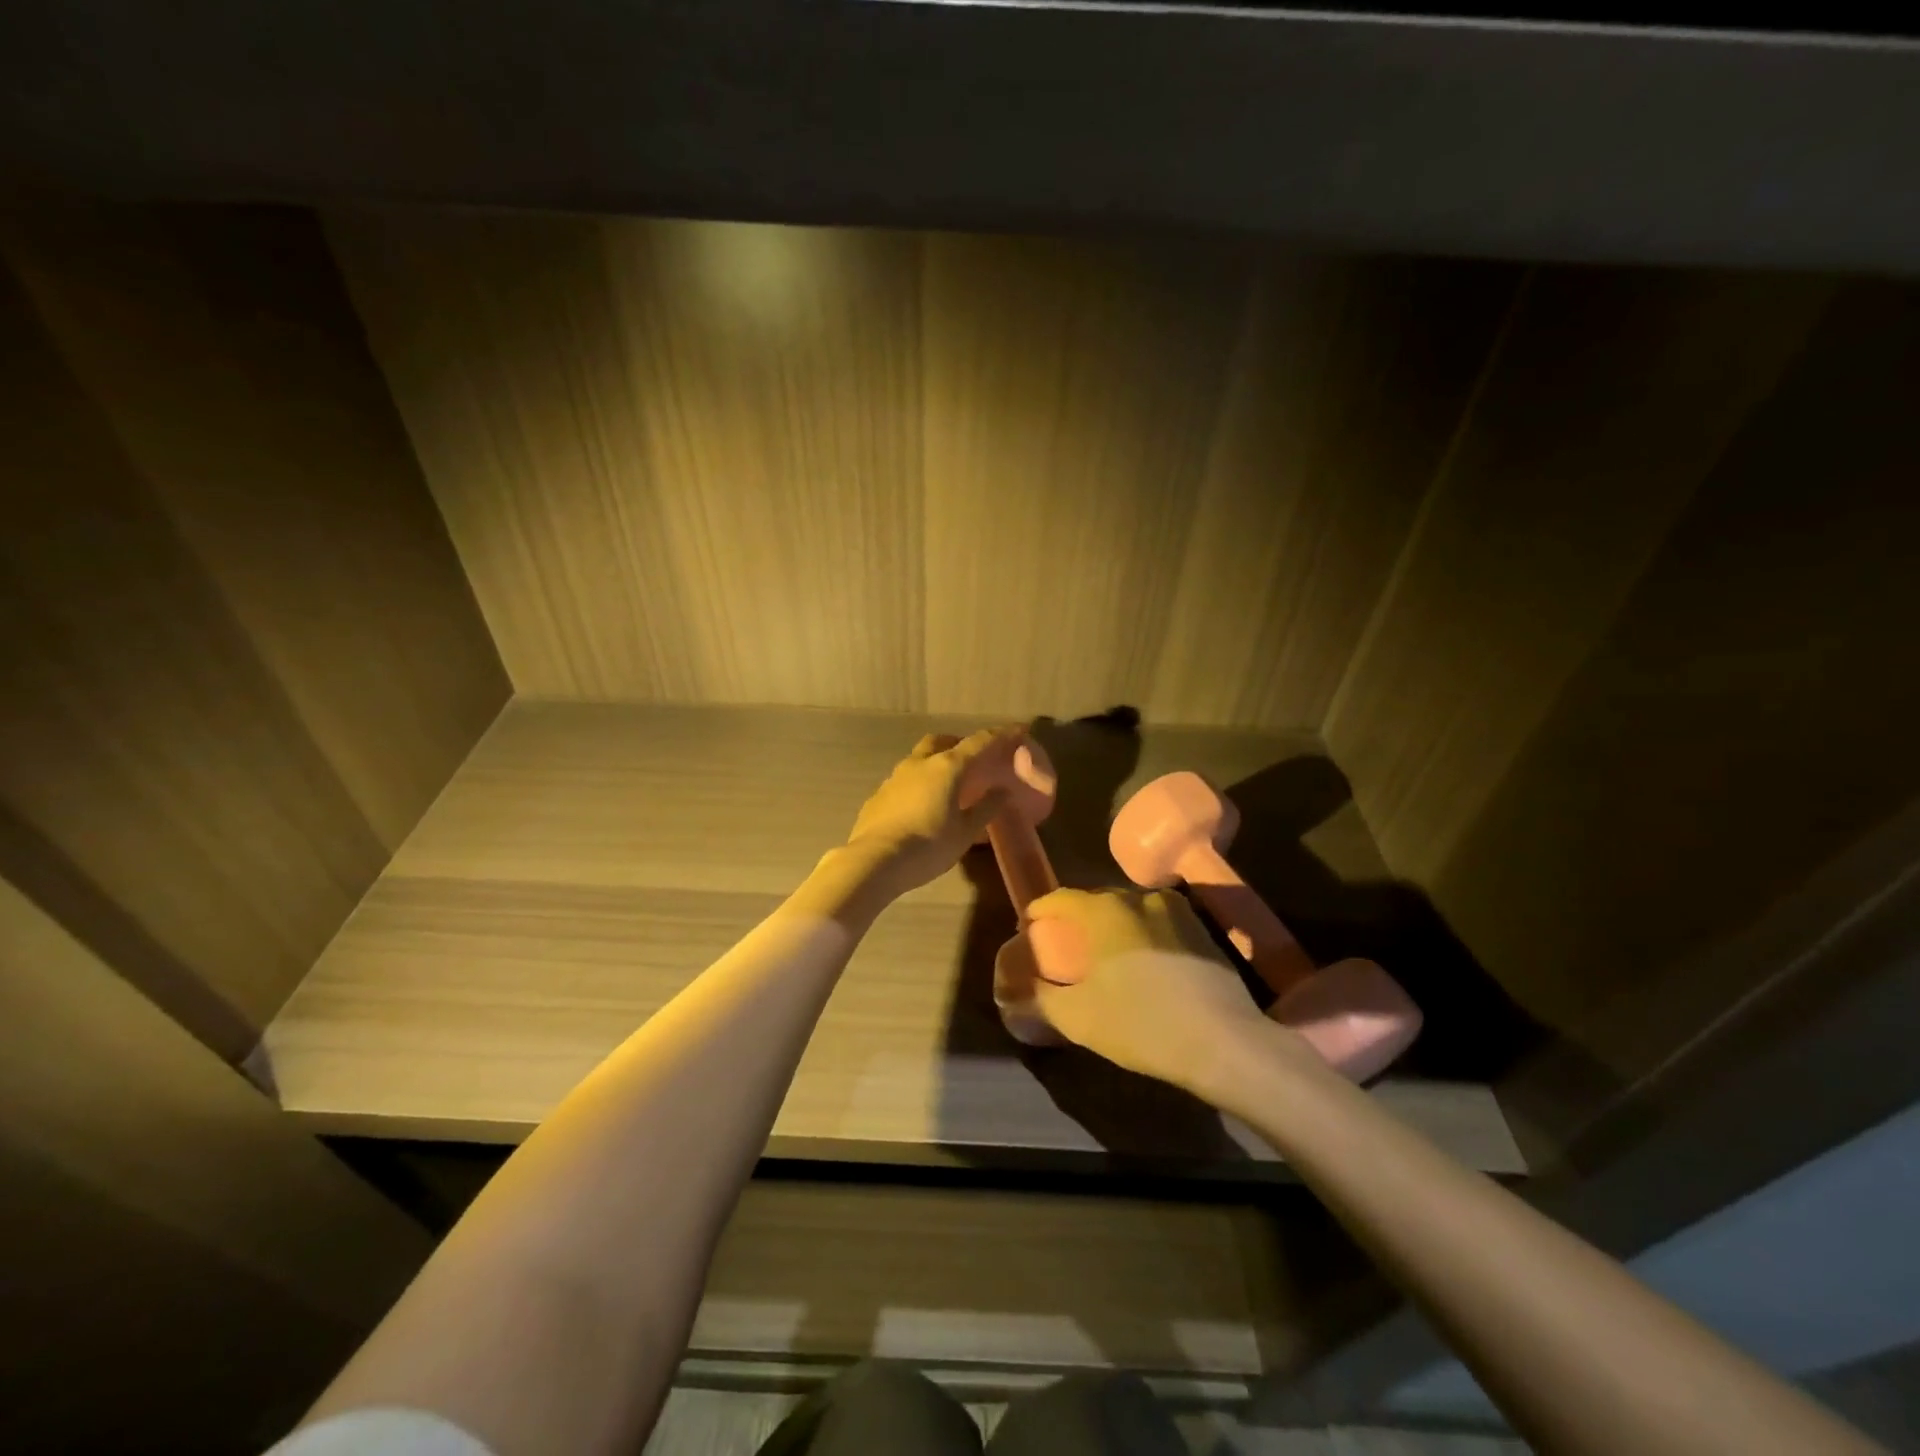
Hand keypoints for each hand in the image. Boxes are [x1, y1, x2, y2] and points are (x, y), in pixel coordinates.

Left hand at [844, 728, 1022, 897]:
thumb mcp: (965, 832)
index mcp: (947, 767)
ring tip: (946, 785)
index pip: (979, 742)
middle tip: (973, 759)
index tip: (1018, 729)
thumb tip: (1002, 791)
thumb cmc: (928, 846)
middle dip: (959, 744)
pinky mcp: (878, 795)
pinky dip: (918, 783)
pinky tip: (921, 805)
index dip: (1001, 735)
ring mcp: (894, 777)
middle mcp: (919, 763)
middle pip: (942, 741)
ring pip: (919, 758)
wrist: (875, 861)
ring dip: (935, 763)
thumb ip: (986, 808)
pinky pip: (904, 780)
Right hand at [1019, 887, 1273, 1094]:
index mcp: (1104, 910)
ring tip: (1108, 956)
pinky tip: (1146, 966)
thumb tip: (1012, 996)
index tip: (1029, 929)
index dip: (1040, 912)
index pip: (1060, 899)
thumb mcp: (1077, 1018)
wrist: (1223, 1042)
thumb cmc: (1141, 1023)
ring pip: (1132, 911)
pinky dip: (1145, 936)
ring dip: (1115, 926)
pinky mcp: (1203, 931)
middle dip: (1078, 920)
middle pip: (1097, 901)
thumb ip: (1039, 1001)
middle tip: (1067, 947)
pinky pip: (1160, 925)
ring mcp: (1176, 912)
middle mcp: (1138, 898)